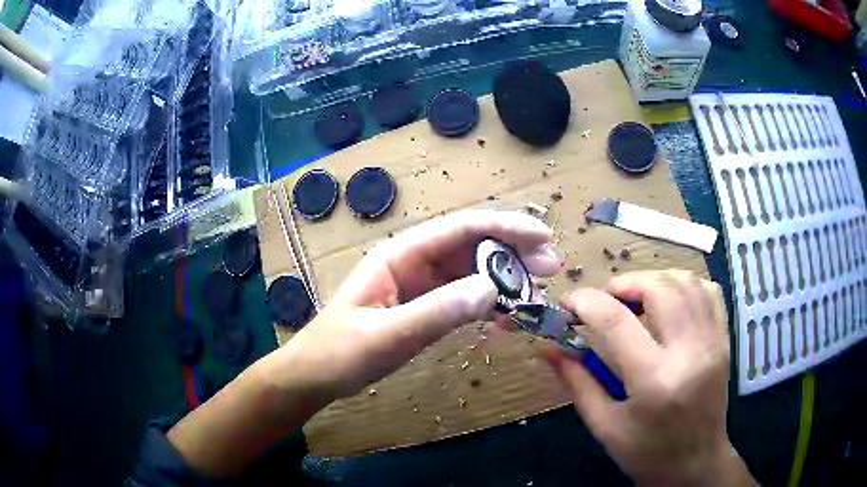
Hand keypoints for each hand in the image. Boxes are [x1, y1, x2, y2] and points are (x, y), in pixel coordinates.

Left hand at [279, 210, 560, 399]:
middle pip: (472, 246)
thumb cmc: (340, 352)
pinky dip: (490, 303)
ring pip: (473, 271)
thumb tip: (492, 289)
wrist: (316, 374)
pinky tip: (510, 316)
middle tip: (552, 267)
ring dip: (507, 279)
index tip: (542, 236)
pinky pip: (465, 297)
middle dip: (514, 251)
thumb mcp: (385, 335)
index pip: (460, 229)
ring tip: (538, 296)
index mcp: (400, 255)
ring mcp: (421, 285)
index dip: (504, 226)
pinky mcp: (426, 307)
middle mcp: (415, 262)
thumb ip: (436, 313)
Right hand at [545, 270, 751, 485]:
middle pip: (658, 288)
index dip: (585, 302)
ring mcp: (712, 341)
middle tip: (605, 302)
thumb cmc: (647, 453)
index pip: (617, 322)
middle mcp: (689, 351)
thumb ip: (577, 382)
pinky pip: (708, 290)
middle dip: (623, 284)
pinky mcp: (724, 339)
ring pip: (685, 281)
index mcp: (654, 381)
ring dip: (653, 280)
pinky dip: (684, 284)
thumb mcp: (605, 426)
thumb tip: (548, 348)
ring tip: (635, 300)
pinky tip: (669, 302)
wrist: (697, 463)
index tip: (567, 303)